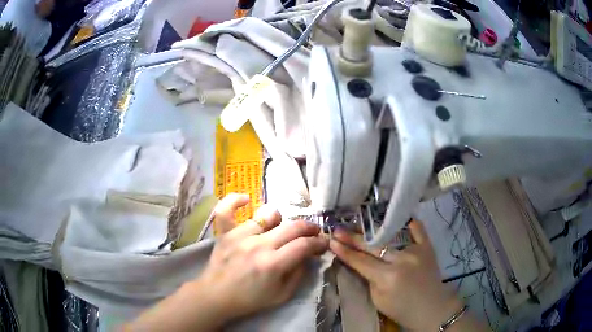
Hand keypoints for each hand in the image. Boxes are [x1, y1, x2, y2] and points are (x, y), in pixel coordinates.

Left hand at [129, 194, 327, 330]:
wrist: (216, 296)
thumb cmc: (250, 299)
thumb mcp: (282, 295)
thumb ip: (298, 274)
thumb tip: (307, 255)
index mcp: (273, 264)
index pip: (304, 245)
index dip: (319, 242)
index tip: (323, 242)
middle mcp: (258, 245)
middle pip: (292, 227)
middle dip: (309, 227)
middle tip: (314, 231)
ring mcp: (240, 236)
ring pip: (267, 215)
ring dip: (280, 220)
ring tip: (279, 228)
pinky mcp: (225, 233)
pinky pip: (226, 209)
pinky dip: (235, 201)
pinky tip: (246, 200)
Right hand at [330, 220, 463, 330]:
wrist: (432, 308)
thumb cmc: (402, 309)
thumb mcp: (378, 299)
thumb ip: (369, 279)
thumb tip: (361, 262)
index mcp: (387, 277)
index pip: (360, 261)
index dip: (344, 251)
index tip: (331, 241)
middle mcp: (401, 260)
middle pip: (372, 246)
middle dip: (353, 238)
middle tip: (338, 229)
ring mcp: (416, 250)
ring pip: (391, 235)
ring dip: (373, 230)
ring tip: (359, 223)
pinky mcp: (427, 246)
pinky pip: (417, 229)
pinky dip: (408, 222)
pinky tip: (398, 214)